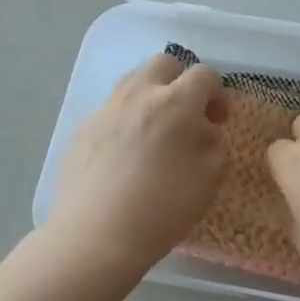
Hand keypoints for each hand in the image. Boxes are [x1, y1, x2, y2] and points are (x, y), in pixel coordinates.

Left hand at [44, 52, 227, 284]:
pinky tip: (124, 157)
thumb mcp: (210, 177)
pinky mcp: (82, 130)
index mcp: (176, 101)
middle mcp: (139, 94)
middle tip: (185, 115)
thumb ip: (214, 143)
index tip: (216, 121)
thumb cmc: (163, 207)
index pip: (205, 73)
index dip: (217, 93)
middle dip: (181, 80)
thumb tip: (202, 129)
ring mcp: (106, 110)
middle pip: (164, 63)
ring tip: (154, 131)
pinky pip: (110, 111)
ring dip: (150, 95)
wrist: (95, 237)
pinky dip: (124, 122)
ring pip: (133, 81)